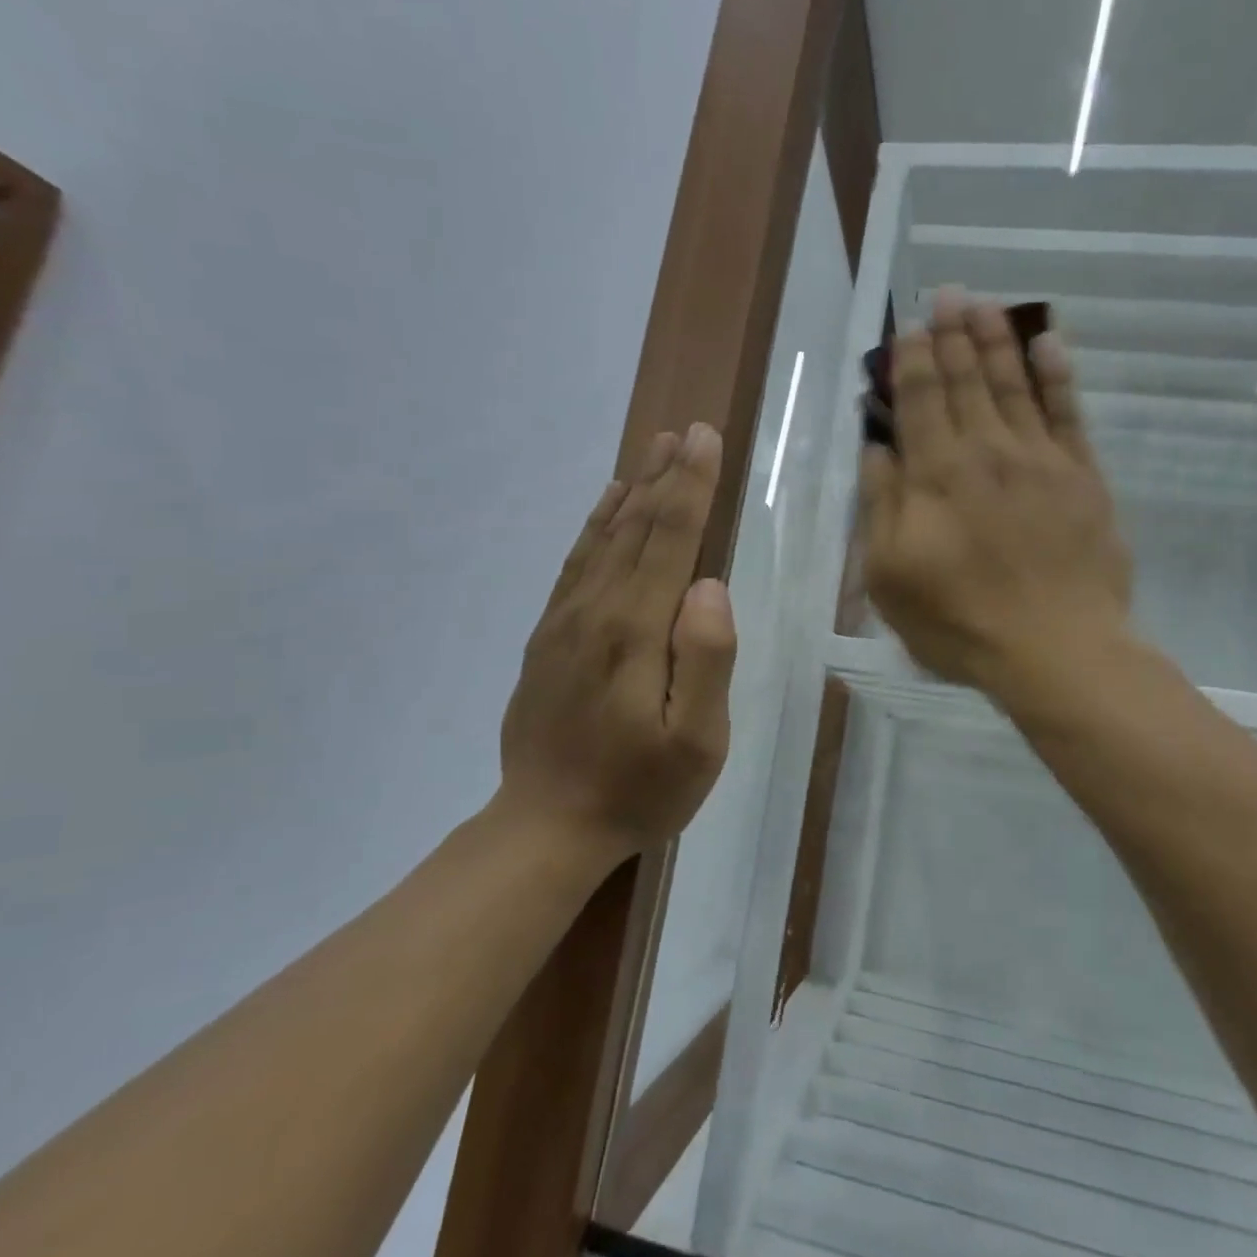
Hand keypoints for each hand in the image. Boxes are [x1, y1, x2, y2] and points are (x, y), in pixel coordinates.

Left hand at [499, 424, 737, 858]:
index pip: (671, 540)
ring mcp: (566, 620)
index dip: (692, 486)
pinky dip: (595, 525)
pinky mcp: (550, 635)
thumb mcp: (696, 742)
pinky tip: (608, 506)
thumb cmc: (639, 789)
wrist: (546, 825)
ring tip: (654, 451)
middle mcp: (597, 610)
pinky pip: (576, 563)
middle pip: (636, 527)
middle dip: (667, 475)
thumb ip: (706, 659)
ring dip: (634, 490)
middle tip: (687, 431)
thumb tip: (710, 585)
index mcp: (637, 630)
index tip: (706, 439)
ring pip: (604, 537)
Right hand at [860, 291, 1130, 698]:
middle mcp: (986, 451)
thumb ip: (880, 506)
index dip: (913, 359)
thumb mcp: (890, 575)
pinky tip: (1048, 342)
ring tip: (984, 303)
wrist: (1055, 648)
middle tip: (946, 294)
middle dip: (952, 334)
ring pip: (1013, 384)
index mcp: (936, 475)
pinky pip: (1068, 412)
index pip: (920, 399)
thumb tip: (874, 449)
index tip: (909, 327)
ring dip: (996, 340)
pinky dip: (1057, 374)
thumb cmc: (959, 621)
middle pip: (966, 380)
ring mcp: (1039, 459)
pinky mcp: (1081, 476)